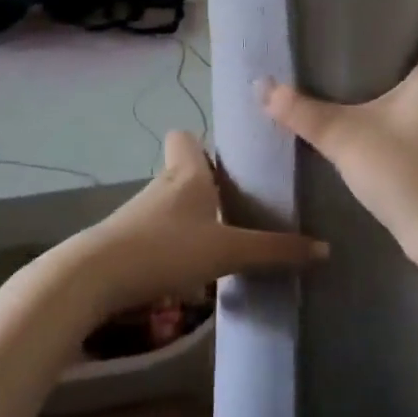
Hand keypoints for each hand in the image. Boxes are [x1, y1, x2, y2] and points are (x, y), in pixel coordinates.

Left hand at [77, 130, 326, 315]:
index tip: (230, 160)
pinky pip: (155, 233)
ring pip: (170, 205)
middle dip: (207, 186)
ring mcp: (138, 214)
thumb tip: (325, 250)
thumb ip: (274, 251)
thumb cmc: (166, 249)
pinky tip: (188, 271)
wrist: (92, 279)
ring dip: (190, 219)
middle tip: (239, 205)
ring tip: (221, 241)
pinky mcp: (123, 243)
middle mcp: (162, 185)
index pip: (187, 137)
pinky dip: (171, 245)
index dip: (204, 143)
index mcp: (188, 174)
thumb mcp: (227, 252)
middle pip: (184, 172)